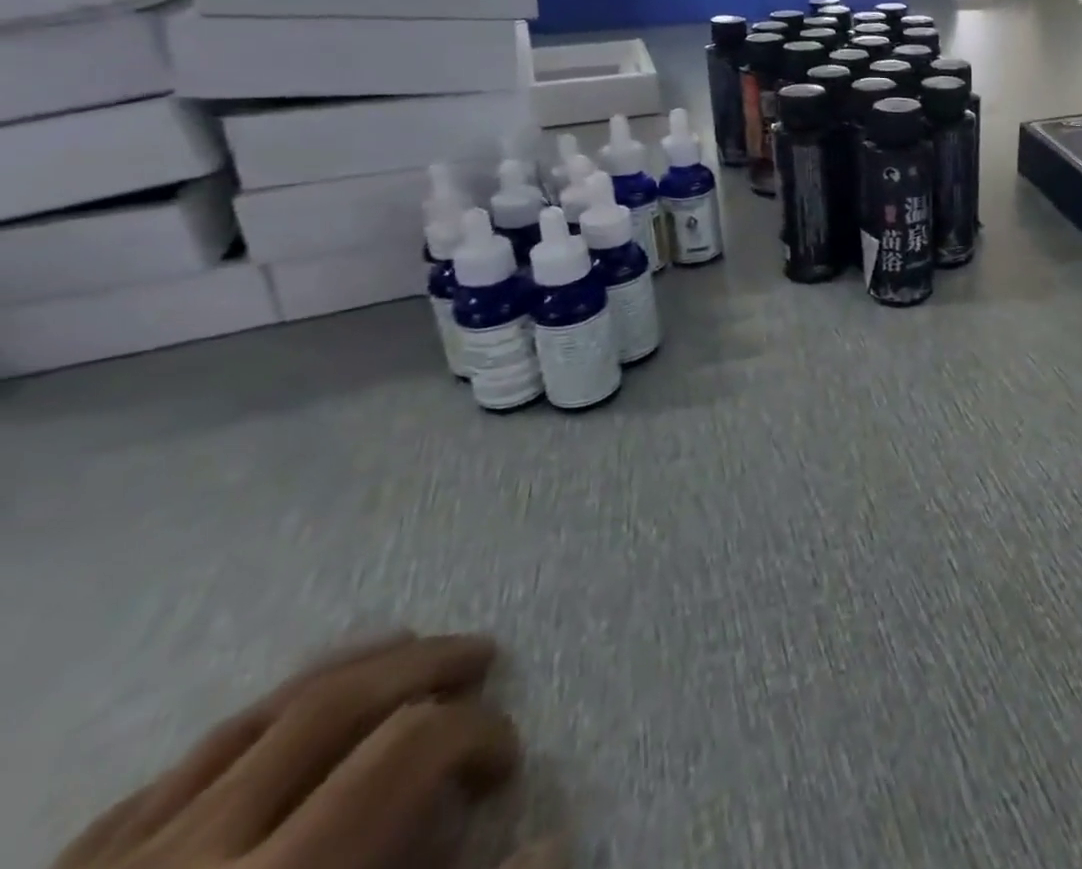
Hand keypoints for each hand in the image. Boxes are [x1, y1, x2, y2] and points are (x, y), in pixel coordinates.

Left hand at [52, 633, 547, 868]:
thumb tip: (555, 842)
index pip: (410, 753)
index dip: (479, 740)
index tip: (506, 768)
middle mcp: (191, 854)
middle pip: (337, 706)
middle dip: (428, 666)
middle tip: (482, 656)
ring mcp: (112, 864)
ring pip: (255, 717)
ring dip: (348, 671)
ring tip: (405, 647)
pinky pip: (170, 773)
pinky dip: (249, 730)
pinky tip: (280, 723)